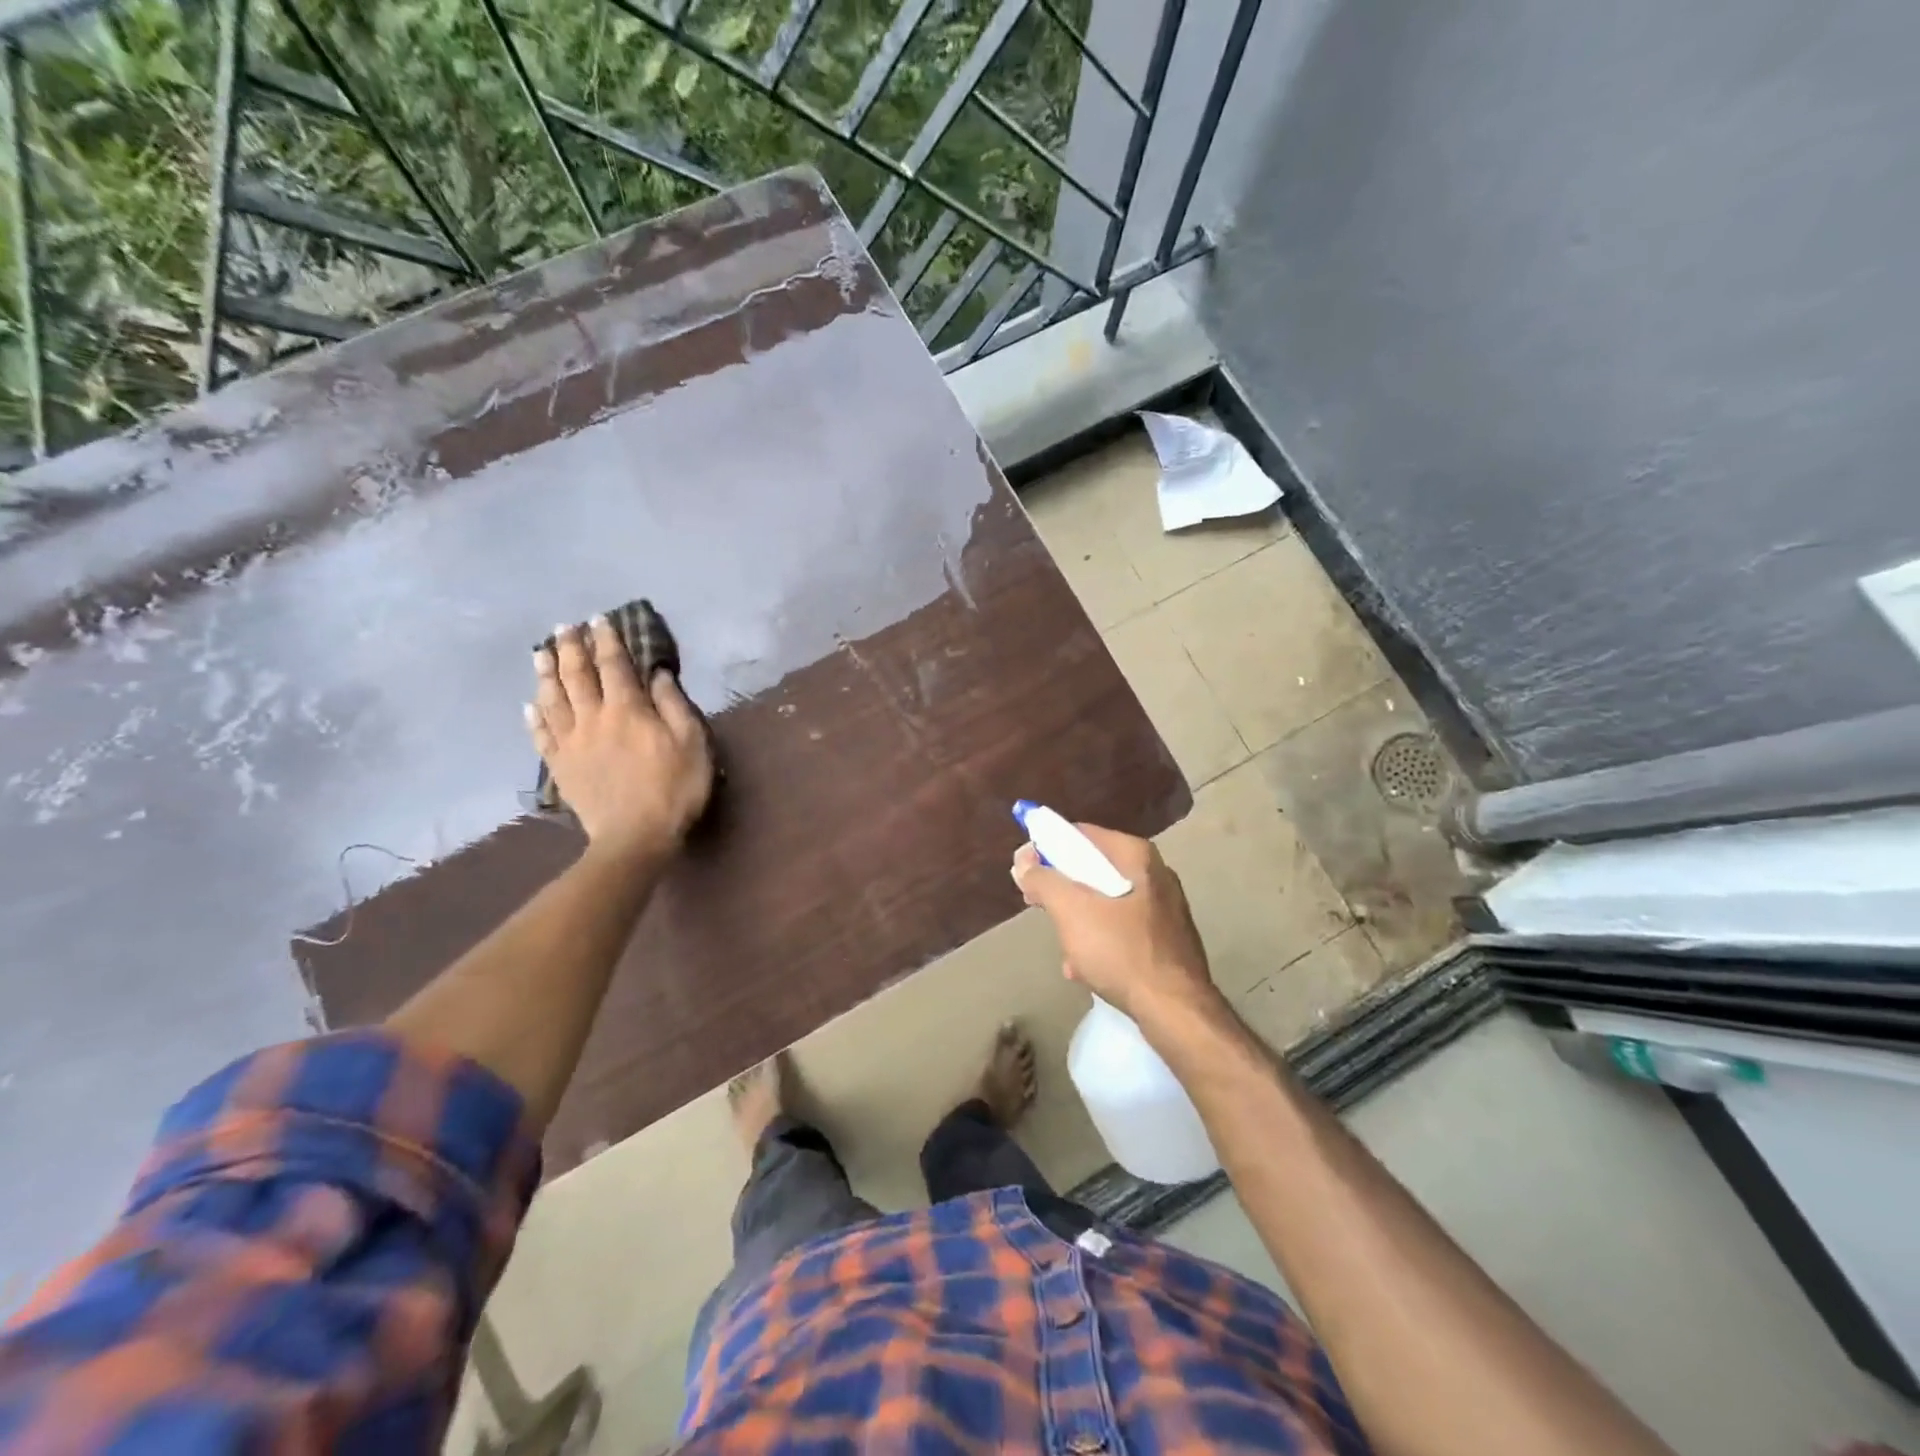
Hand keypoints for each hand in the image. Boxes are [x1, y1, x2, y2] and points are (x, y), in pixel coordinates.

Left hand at [527, 617, 713, 861]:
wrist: (634, 837)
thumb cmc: (673, 788)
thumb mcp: (692, 743)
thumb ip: (673, 705)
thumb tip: (657, 673)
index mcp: (627, 709)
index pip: (614, 664)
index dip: (607, 639)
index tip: (600, 618)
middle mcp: (593, 717)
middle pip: (576, 675)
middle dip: (570, 647)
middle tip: (565, 627)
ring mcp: (571, 742)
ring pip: (553, 699)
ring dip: (546, 673)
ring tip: (541, 653)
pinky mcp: (560, 767)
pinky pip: (542, 735)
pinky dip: (534, 717)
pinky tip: (530, 705)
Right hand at [1011, 823, 1219, 1024]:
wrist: (1175, 1011)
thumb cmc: (1121, 951)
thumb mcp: (1071, 911)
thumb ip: (1043, 880)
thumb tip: (1024, 861)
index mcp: (1136, 856)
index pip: (1081, 834)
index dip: (1047, 847)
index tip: (1024, 870)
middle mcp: (1154, 874)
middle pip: (1093, 869)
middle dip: (1061, 889)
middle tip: (1036, 904)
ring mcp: (1164, 908)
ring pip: (1105, 902)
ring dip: (1078, 921)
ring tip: (1065, 948)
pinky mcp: (1166, 940)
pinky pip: (1121, 929)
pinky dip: (1099, 942)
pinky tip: (1085, 969)